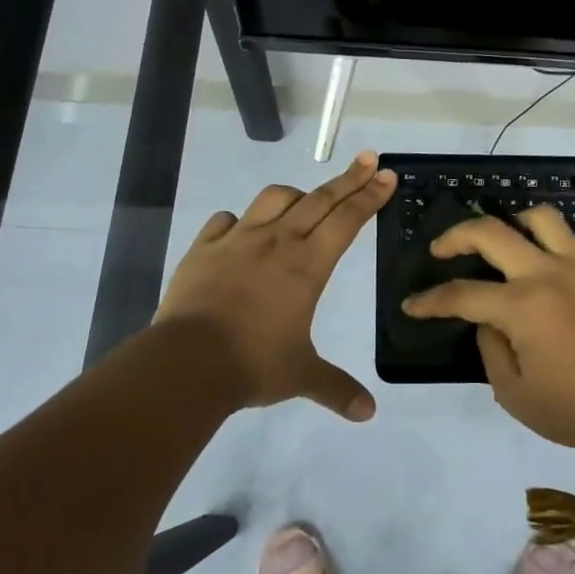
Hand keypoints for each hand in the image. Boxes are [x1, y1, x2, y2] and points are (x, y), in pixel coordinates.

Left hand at [156, 152, 395, 420]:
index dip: (370, 196)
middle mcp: (278, 242)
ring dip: (295, 194)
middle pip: (319, 199)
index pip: (347, 220)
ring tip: (304, 199)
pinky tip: (241, 229)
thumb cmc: (254, 364)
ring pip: (273, 198)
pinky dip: (240, 220)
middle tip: (369, 159)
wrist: (187, 363)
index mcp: (308, 266)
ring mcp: (238, 240)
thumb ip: (336, 388)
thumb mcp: (302, 376)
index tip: (387, 175)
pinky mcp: (204, 248)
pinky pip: (225, 221)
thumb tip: (368, 414)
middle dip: (349, 179)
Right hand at [401, 207, 574, 453]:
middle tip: (439, 250)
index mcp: (522, 306)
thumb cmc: (574, 408)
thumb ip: (490, 349)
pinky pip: (568, 237)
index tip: (411, 305)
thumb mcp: (514, 392)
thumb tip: (487, 322)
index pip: (462, 294)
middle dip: (455, 236)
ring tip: (497, 240)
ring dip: (509, 221)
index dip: (430, 300)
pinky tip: (537, 256)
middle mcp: (546, 273)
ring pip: (539, 218)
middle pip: (491, 232)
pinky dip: (545, 237)